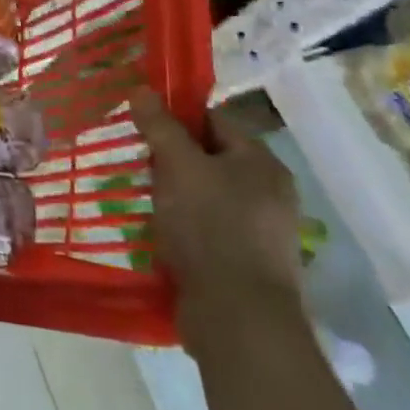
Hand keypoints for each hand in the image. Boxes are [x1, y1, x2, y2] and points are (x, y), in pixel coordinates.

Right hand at [137, 89, 306, 353]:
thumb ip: (160, 127)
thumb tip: (143, 90)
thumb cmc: (210, 228)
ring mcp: (261, 231)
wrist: (238, 319)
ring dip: (174, 195)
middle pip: (210, 158)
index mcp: (262, 163)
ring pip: (206, 196)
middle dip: (172, 160)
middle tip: (139, 164)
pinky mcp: (247, 263)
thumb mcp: (178, 166)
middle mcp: (269, 192)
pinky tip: (160, 234)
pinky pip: (209, 229)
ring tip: (144, 200)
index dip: (176, 118)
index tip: (142, 127)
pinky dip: (184, 227)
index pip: (214, 120)